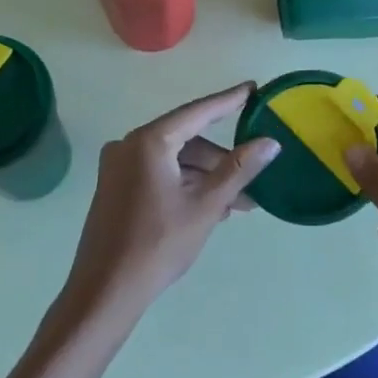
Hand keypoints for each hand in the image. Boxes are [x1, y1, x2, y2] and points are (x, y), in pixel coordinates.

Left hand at [55, 83, 279, 327]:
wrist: (107, 289)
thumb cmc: (159, 244)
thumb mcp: (206, 205)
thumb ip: (239, 169)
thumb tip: (270, 143)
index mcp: (148, 142)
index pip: (197, 112)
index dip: (228, 101)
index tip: (253, 88)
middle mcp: (128, 145)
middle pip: (186, 140)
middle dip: (220, 159)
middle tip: (253, 178)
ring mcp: (118, 167)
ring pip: (173, 160)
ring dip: (205, 177)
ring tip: (237, 204)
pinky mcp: (115, 187)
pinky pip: (158, 173)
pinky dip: (185, 185)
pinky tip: (209, 207)